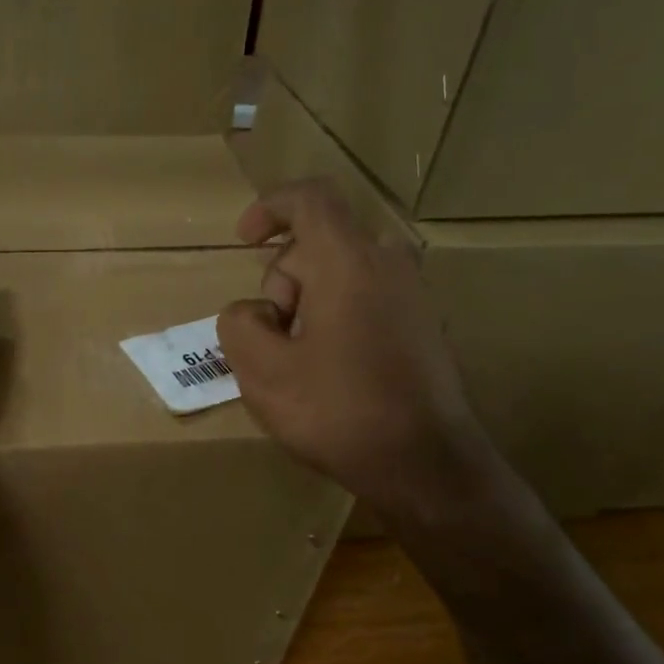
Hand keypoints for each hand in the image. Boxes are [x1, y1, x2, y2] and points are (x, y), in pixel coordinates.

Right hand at [218, 180, 485, 511]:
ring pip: (343, 274)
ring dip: (309, 304)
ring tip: (301, 362)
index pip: (309, 199)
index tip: (244, 240)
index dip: (269, 208)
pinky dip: (337, 318)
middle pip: (320, 245)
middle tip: (273, 340)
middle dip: (283, 283)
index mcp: (348, 262)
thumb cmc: (338, 411)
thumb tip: (253, 312)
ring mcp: (413, 295)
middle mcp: (388, 264)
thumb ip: (239, 324)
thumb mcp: (262, 372)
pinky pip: (367, 299)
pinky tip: (332, 372)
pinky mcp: (424, 325)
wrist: (424, 464)